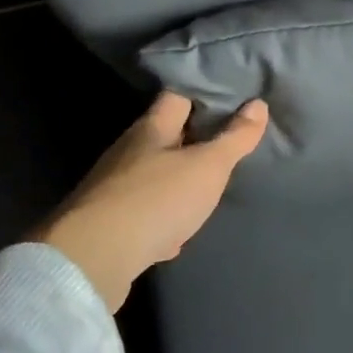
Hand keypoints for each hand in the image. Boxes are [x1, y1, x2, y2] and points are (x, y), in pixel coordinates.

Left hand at [30, 92, 268, 310]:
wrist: (95, 257)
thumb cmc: (157, 199)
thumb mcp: (208, 166)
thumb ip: (234, 138)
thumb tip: (258, 104)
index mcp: (151, 128)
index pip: (176, 97)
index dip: (202, 95)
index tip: (229, 100)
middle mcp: (128, 151)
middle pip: (164, 136)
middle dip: (191, 141)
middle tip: (224, 148)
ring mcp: (113, 188)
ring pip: (152, 176)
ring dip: (176, 182)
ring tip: (204, 191)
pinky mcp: (106, 223)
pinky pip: (141, 212)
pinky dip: (160, 219)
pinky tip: (174, 235)